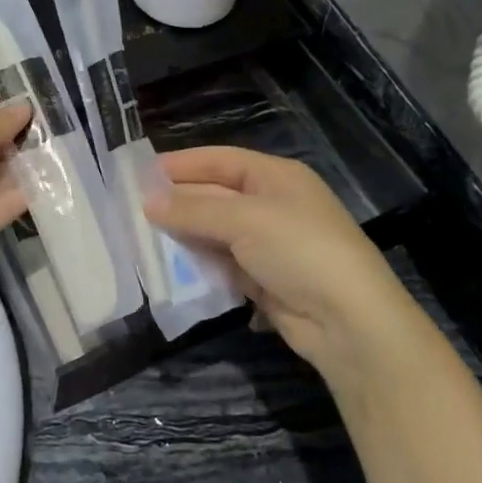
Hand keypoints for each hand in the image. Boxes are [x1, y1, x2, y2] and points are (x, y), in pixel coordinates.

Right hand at [148, 148, 419, 387]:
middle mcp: (273, 205)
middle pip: (216, 195)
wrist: (349, 322)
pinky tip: (173, 269)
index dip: (182, 164)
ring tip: (143, 239)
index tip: (140, 174)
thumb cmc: (299, 250)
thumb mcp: (245, 220)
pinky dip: (201, 265)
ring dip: (186, 236)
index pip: (221, 160)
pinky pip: (224, 264)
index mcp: (276, 177)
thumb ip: (194, 209)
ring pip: (217, 232)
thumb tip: (148, 202)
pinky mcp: (265, 280)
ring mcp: (270, 244)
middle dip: (179, 202)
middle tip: (132, 210)